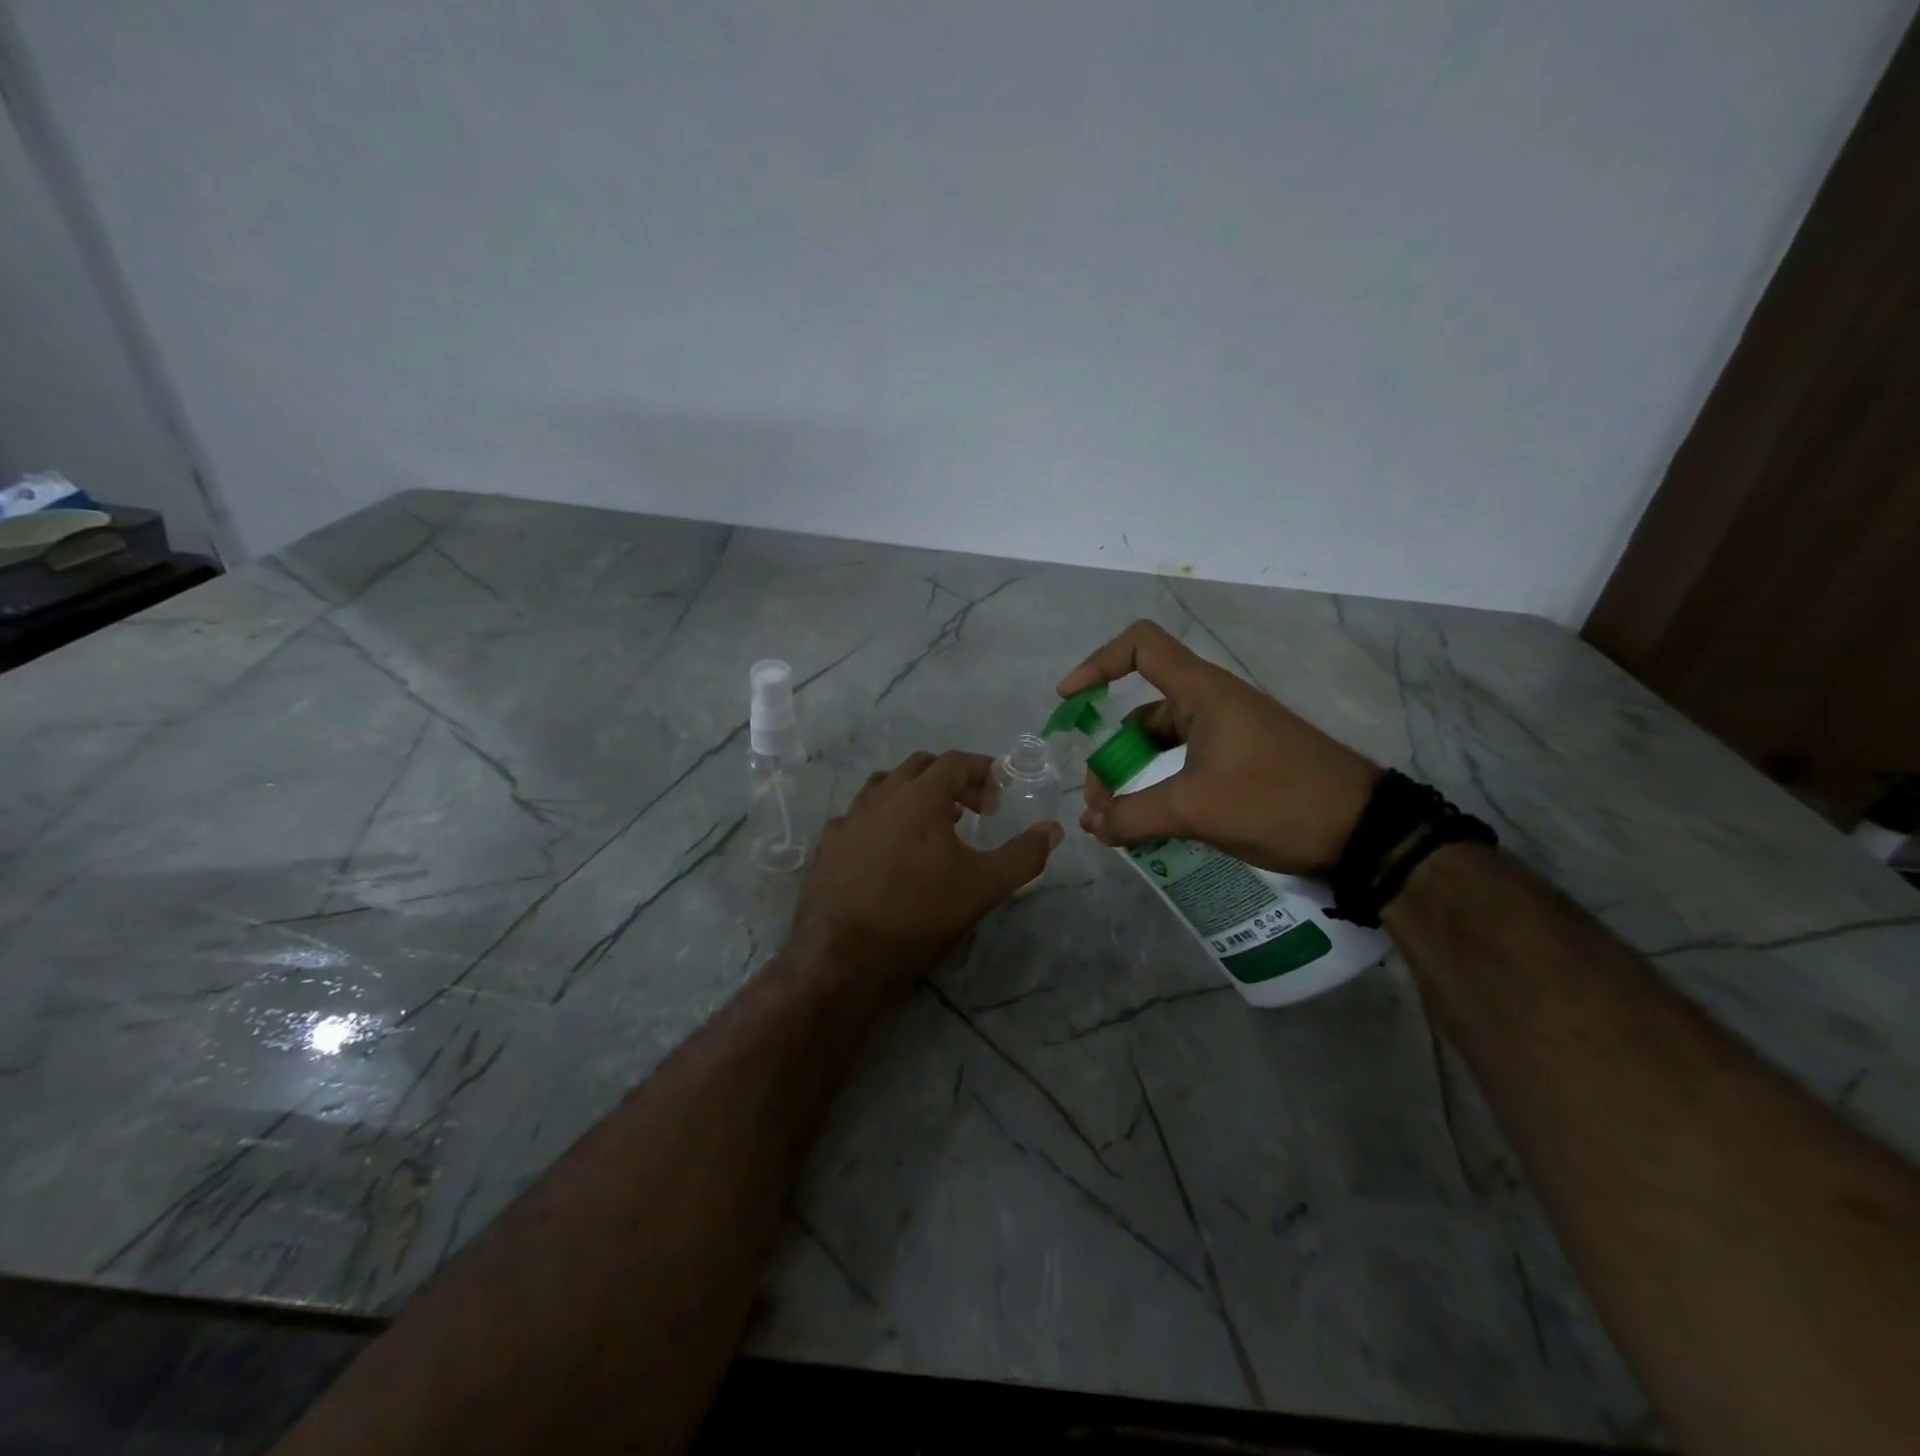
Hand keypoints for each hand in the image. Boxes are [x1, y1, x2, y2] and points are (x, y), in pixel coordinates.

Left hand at [789, 750, 1062, 995]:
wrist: (843, 957)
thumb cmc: (919, 914)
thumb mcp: (984, 887)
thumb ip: (1024, 855)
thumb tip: (1053, 829)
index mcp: (919, 796)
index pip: (955, 762)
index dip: (982, 771)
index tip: (998, 795)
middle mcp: (880, 796)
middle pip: (919, 766)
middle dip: (949, 780)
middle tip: (970, 810)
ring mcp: (848, 818)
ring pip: (884, 786)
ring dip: (912, 796)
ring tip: (930, 828)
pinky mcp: (827, 844)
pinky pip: (858, 816)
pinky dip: (881, 820)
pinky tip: (888, 852)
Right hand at [1058, 620, 1380, 874]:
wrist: (1364, 831)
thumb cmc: (1276, 800)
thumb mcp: (1195, 809)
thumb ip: (1133, 816)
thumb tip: (1092, 826)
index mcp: (1203, 693)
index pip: (1141, 646)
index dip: (1098, 662)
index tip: (1070, 699)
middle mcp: (1213, 704)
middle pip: (1142, 713)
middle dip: (1111, 755)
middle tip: (1100, 805)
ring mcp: (1229, 734)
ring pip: (1163, 746)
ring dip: (1135, 779)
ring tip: (1119, 825)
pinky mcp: (1242, 761)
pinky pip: (1185, 765)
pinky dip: (1162, 789)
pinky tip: (1153, 826)